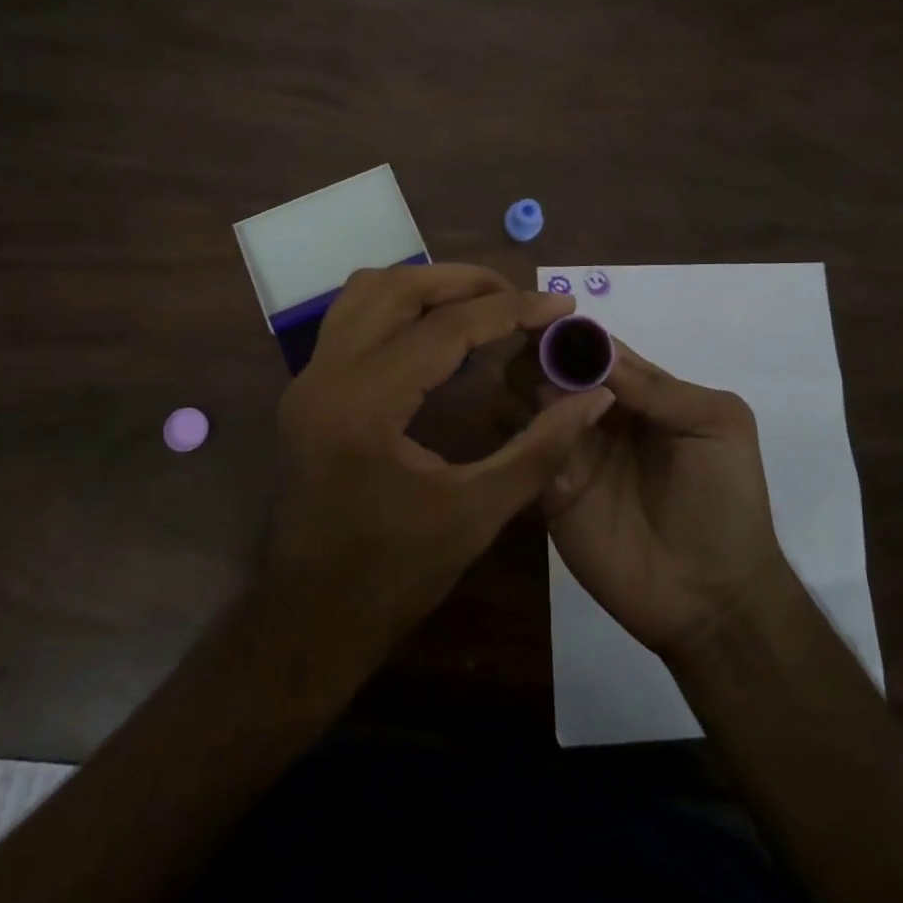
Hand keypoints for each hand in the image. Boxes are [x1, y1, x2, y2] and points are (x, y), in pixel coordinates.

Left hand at [267, 263, 617, 657]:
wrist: (310, 621)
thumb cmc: (394, 576)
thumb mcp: (477, 514)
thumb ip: (541, 448)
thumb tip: (595, 396)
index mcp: (364, 405)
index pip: (446, 329)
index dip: (511, 310)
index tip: (562, 304)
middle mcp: (326, 375)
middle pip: (398, 288)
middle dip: (466, 281)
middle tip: (520, 296)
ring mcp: (308, 379)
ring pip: (367, 292)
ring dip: (427, 285)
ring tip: (481, 304)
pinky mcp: (307, 389)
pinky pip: (352, 317)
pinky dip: (399, 307)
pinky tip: (437, 332)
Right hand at [513, 334, 791, 659]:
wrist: (712, 598)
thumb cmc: (725, 501)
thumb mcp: (716, 425)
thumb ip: (659, 387)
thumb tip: (594, 350)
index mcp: (640, 392)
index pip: (596, 348)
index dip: (572, 332)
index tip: (543, 316)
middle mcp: (598, 414)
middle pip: (555, 368)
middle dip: (541, 355)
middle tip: (533, 358)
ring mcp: (572, 451)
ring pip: (532, 403)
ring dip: (527, 390)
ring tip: (539, 400)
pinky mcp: (550, 491)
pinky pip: (526, 452)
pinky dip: (524, 437)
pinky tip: (534, 437)